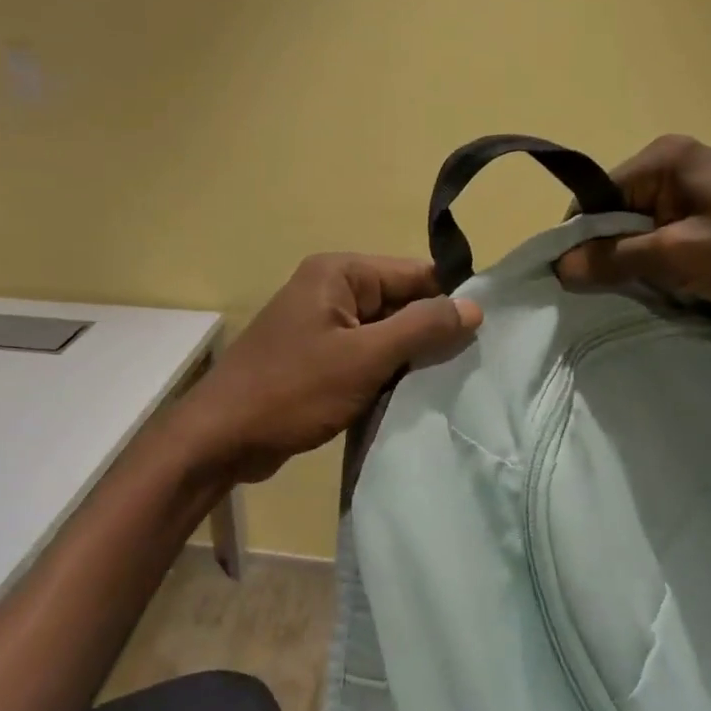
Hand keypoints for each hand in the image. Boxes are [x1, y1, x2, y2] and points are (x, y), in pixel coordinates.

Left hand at [176, 254, 482, 483]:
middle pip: (400, 302)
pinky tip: (410, 396)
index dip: (450, 300)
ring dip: (410, 358)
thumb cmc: (294, 390)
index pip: (414, 273)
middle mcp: (331, 289)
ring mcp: (322, 325)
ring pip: (385, 333)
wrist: (223, 437)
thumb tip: (474, 306)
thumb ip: (422, 328)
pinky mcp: (317, 357)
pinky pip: (365, 356)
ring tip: (448, 384)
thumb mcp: (365, 358)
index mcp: (340, 273)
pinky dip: (386, 373)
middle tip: (472, 366)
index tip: (487, 333)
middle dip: (430, 333)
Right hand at [554, 135, 710, 318]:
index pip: (596, 197)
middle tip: (620, 288)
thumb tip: (559, 266)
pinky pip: (668, 228)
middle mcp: (677, 160)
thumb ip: (613, 259)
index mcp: (664, 158)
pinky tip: (675, 279)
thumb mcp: (676, 257)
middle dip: (614, 249)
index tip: (582, 278)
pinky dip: (663, 255)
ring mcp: (700, 181)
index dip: (583, 239)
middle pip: (617, 209)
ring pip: (642, 223)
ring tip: (652, 286)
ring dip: (639, 256)